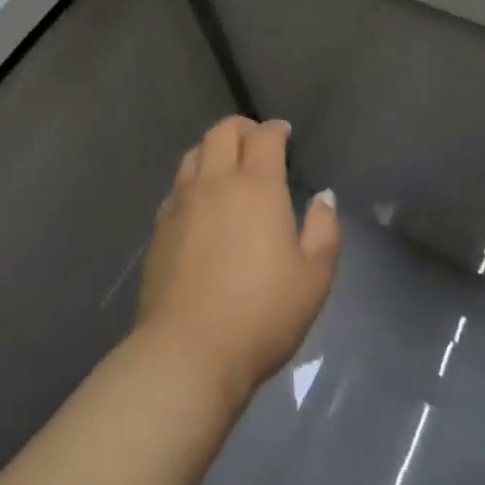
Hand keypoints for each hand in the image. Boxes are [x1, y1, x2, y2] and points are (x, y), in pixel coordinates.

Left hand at [137, 116, 341, 405]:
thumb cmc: (261, 314)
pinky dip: (193, 180)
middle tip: (256, 144)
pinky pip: (177, 186)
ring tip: (227, 168)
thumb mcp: (314, 278)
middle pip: (222, 131)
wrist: (187, 355)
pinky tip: (201, 205)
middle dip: (242, 129)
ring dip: (213, 150)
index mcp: (257, 185)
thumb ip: (324, 230)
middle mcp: (216, 182)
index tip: (284, 136)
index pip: (265, 136)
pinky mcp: (159, 229)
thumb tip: (323, 198)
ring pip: (194, 153)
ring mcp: (182, 203)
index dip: (276, 130)